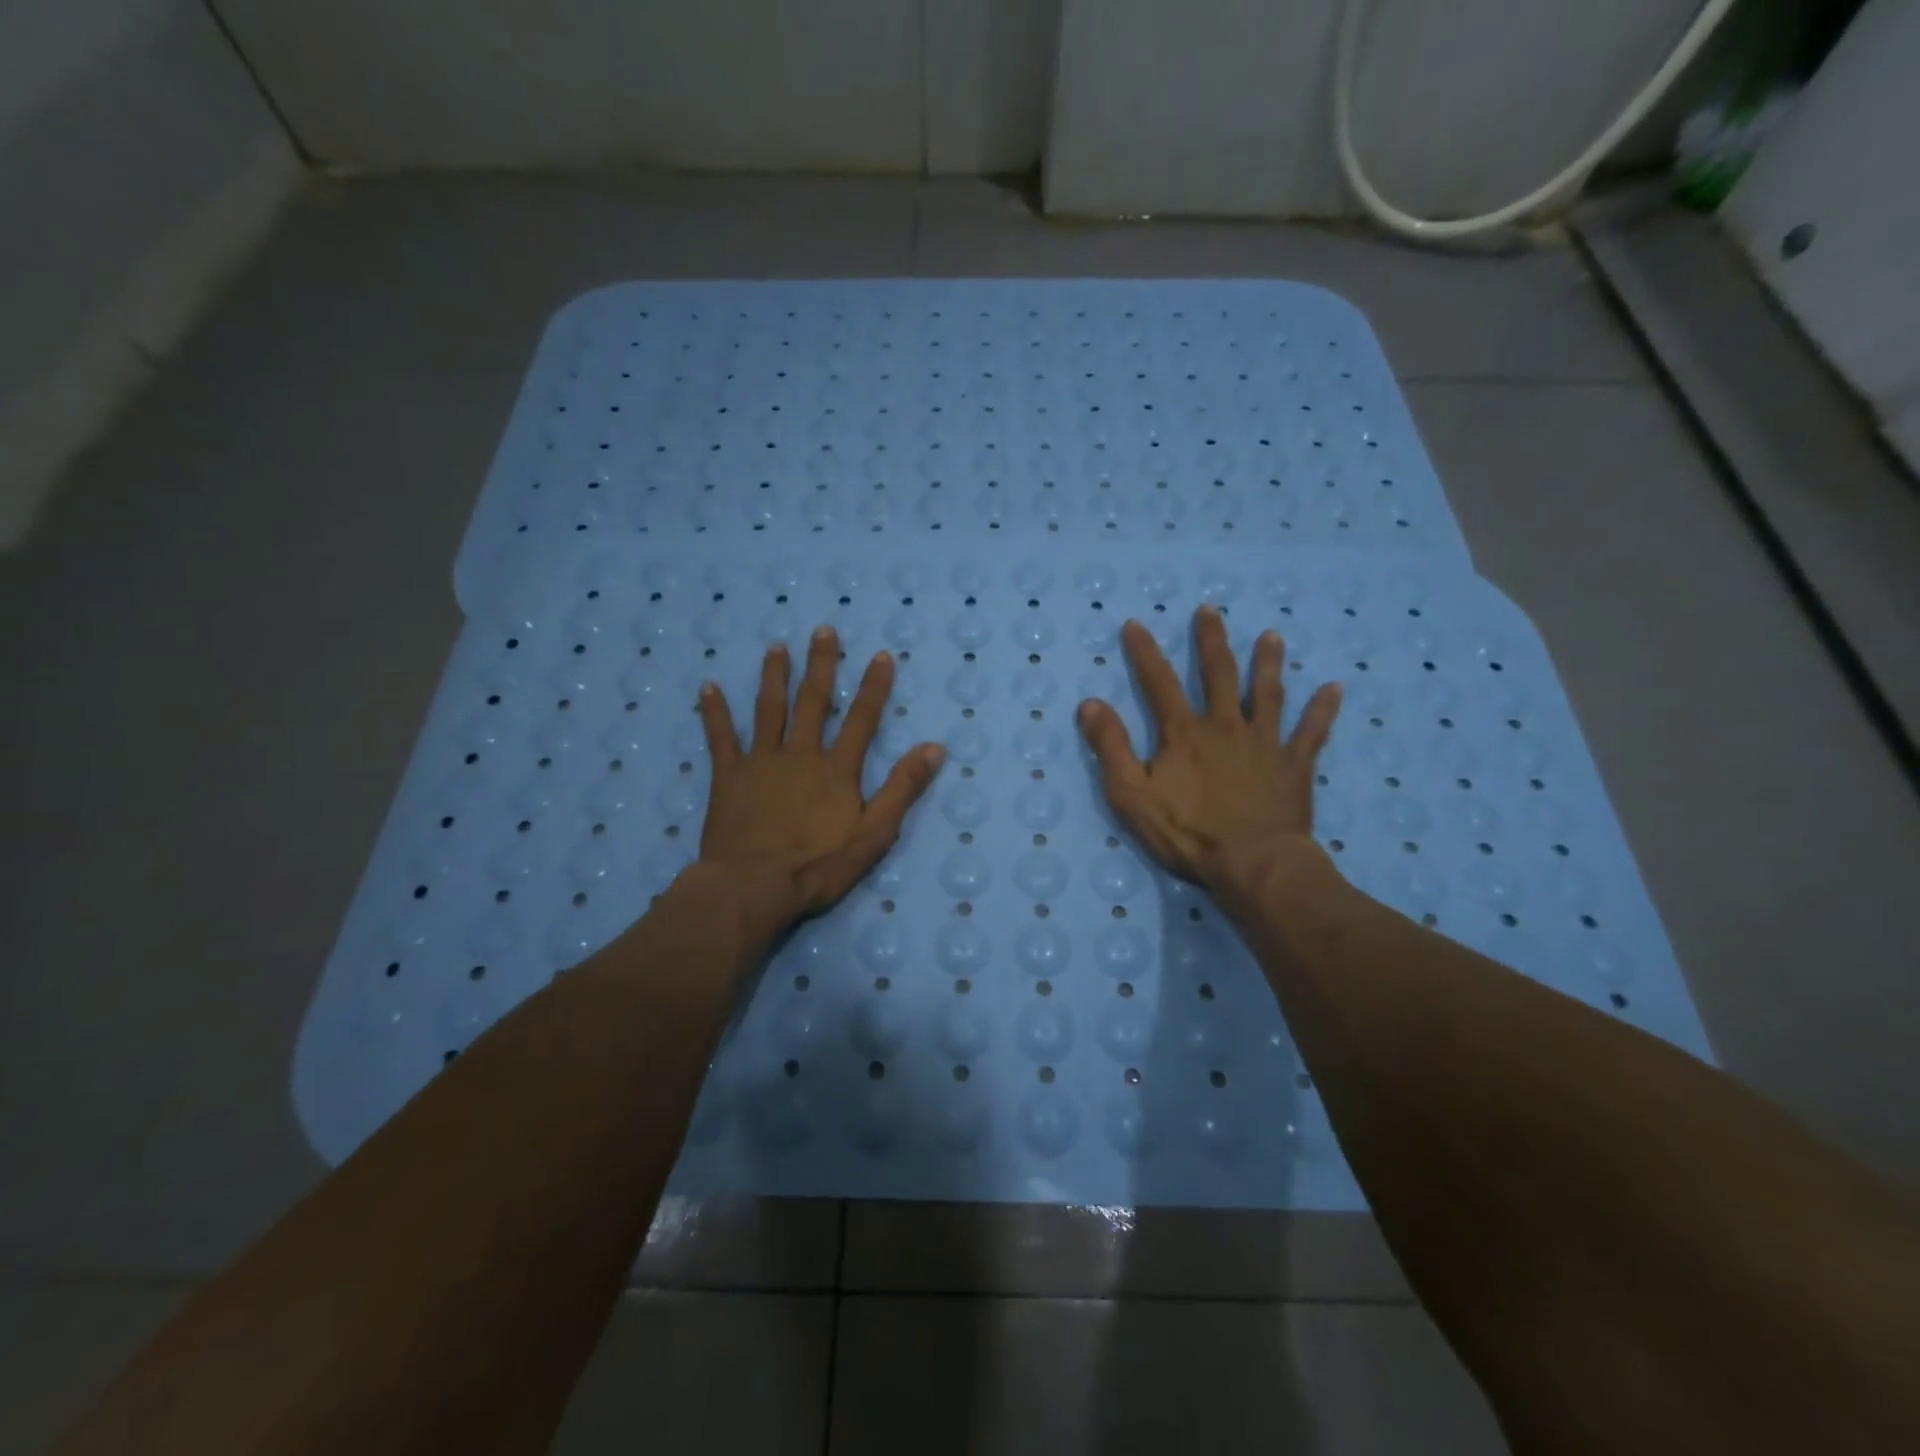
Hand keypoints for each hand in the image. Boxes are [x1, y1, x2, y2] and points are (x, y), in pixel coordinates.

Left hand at [696, 626, 945, 930]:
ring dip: (773, 676)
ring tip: (776, 648)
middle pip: (812, 702)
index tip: (880, 655)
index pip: (861, 718)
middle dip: (821, 664)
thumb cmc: (818, 866)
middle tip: (823, 630)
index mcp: (836, 769)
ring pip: (768, 709)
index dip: (873, 686)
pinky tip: (707, 687)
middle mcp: (800, 754)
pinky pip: (720, 737)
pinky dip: (714, 712)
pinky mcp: (728, 777)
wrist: (753, 887)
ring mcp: (761, 762)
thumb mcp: (874, 834)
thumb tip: (935, 748)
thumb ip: (903, 789)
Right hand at [1077, 606, 1341, 894]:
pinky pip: (1312, 732)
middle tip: (1209, 611)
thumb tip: (1091, 704)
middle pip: (1218, 675)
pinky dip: (1323, 710)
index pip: (1159, 683)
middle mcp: (1226, 726)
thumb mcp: (1131, 795)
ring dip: (1268, 663)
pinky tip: (1335, 688)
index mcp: (1184, 733)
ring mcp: (1265, 743)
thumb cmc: (1188, 833)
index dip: (1144, 653)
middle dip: (1210, 641)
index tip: (1135, 624)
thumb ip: (1111, 748)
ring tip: (1272, 636)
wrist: (1253, 864)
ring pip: (1267, 693)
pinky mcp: (1294, 765)